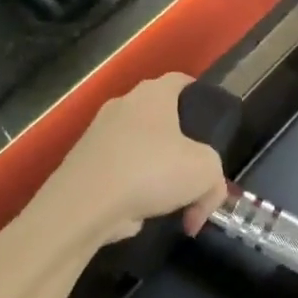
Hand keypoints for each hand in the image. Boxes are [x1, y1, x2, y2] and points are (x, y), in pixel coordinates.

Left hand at [44, 74, 227, 248]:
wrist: (82, 206)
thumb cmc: (150, 170)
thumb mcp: (205, 172)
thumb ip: (215, 181)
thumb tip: (204, 200)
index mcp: (153, 94)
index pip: (181, 81)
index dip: (199, 97)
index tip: (211, 123)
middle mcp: (123, 105)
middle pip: (160, 119)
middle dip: (179, 148)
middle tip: (194, 173)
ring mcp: (97, 134)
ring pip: (139, 149)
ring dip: (156, 175)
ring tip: (170, 206)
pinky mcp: (81, 164)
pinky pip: (117, 172)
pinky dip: (131, 191)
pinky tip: (141, 215)